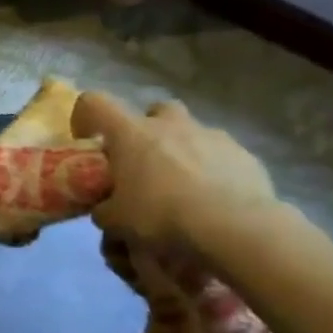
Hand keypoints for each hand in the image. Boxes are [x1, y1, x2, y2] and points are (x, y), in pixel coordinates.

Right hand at [71, 91, 278, 248]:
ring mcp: (213, 137)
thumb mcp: (114, 220)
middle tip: (143, 163)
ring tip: (183, 190)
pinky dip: (214, 173)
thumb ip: (104, 208)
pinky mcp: (246, 157)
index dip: (86, 118)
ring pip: (192, 133)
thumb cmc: (160, 216)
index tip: (88, 144)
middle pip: (155, 110)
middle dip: (148, 130)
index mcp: (131, 133)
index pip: (94, 103)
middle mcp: (170, 125)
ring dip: (183, 153)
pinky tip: (214, 204)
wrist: (235, 230)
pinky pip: (222, 157)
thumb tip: (106, 209)